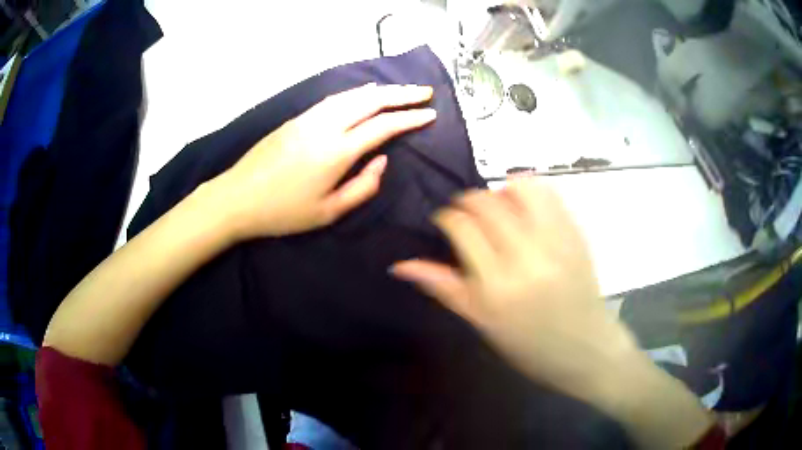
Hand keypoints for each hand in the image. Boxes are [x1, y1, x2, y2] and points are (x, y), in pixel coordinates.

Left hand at [211, 83, 435, 239]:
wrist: (237, 197)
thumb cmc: (283, 212)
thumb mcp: (328, 212)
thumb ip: (362, 187)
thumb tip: (381, 160)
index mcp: (337, 151)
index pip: (383, 126)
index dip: (410, 118)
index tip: (430, 113)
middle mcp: (326, 126)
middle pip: (371, 100)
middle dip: (402, 94)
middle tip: (425, 91)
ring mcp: (309, 118)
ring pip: (352, 95)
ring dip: (381, 90)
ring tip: (401, 91)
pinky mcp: (297, 118)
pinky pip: (335, 98)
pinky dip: (357, 93)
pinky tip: (365, 94)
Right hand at [393, 179, 713, 448]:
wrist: (586, 348)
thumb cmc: (530, 346)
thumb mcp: (483, 323)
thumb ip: (444, 287)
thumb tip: (400, 265)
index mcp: (497, 286)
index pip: (462, 227)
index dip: (447, 217)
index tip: (445, 222)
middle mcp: (526, 256)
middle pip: (486, 203)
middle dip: (469, 202)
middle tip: (468, 217)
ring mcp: (556, 241)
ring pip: (520, 188)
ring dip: (500, 191)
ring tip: (498, 209)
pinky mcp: (576, 234)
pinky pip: (550, 194)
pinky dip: (530, 190)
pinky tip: (525, 208)